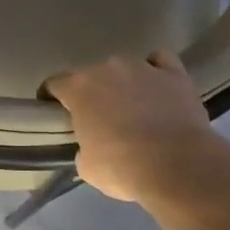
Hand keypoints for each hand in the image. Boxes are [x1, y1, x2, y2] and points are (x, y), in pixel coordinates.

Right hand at [46, 52, 229, 203]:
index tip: (53, 110)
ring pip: (125, 69)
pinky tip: (158, 87)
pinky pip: (160, 62)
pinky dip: (156, 71)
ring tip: (133, 107)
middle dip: (92, 93)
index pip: (55, 83)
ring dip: (124, 84)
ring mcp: (143, 67)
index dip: (51, 97)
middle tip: (98, 118)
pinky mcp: (174, 73)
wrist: (177, 165)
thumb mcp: (88, 167)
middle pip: (91, 75)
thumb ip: (83, 150)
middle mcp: (108, 68)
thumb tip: (90, 148)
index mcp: (79, 89)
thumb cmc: (122, 168)